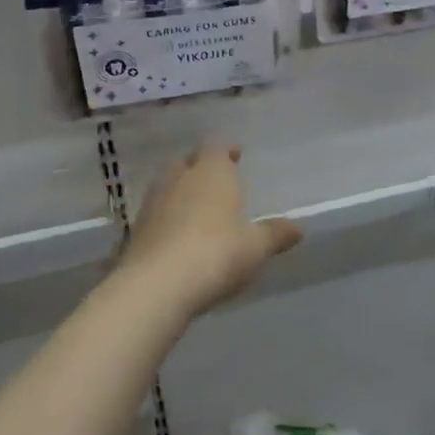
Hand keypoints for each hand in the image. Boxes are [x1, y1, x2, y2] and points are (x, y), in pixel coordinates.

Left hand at [120, 144, 302, 317]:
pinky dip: (168, 219)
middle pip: (187, 163)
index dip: (226, 150)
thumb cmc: (217, 254)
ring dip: (181, 192)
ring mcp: (153, 204)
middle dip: (200, 167)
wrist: (156, 287)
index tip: (236, 154)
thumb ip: (276, 234)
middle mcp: (179, 179)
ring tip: (198, 207)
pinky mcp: (136, 232)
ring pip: (167, 186)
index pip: (217, 147)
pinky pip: (156, 215)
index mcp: (212, 172)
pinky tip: (179, 236)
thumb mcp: (256, 247)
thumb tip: (298, 228)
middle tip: (216, 178)